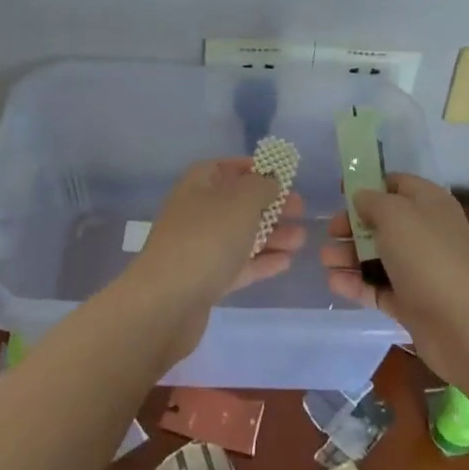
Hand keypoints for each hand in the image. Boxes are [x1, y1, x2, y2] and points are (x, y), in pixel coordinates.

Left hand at [130, 159, 306, 361]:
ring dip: (273, 236)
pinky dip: (262, 262)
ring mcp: (200, 247)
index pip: (229, 167)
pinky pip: (239, 264)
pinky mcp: (205, 279)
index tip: (286, 176)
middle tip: (302, 211)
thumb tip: (270, 182)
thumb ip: (261, 186)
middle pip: (239, 203)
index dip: (257, 169)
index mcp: (199, 184)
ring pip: (242, 235)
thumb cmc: (207, 239)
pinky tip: (287, 262)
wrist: (166, 302)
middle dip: (272, 206)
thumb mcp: (241, 201)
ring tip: (301, 241)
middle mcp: (197, 211)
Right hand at [321, 174, 468, 381]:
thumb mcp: (395, 214)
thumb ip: (373, 201)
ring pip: (378, 256)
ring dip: (349, 256)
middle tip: (330, 232)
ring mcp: (419, 270)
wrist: (464, 325)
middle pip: (382, 222)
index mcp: (429, 204)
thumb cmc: (428, 257)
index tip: (340, 193)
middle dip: (353, 225)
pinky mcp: (410, 302)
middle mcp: (425, 233)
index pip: (396, 184)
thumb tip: (362, 199)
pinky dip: (356, 284)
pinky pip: (378, 287)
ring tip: (326, 260)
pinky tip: (334, 283)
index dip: (368, 185)